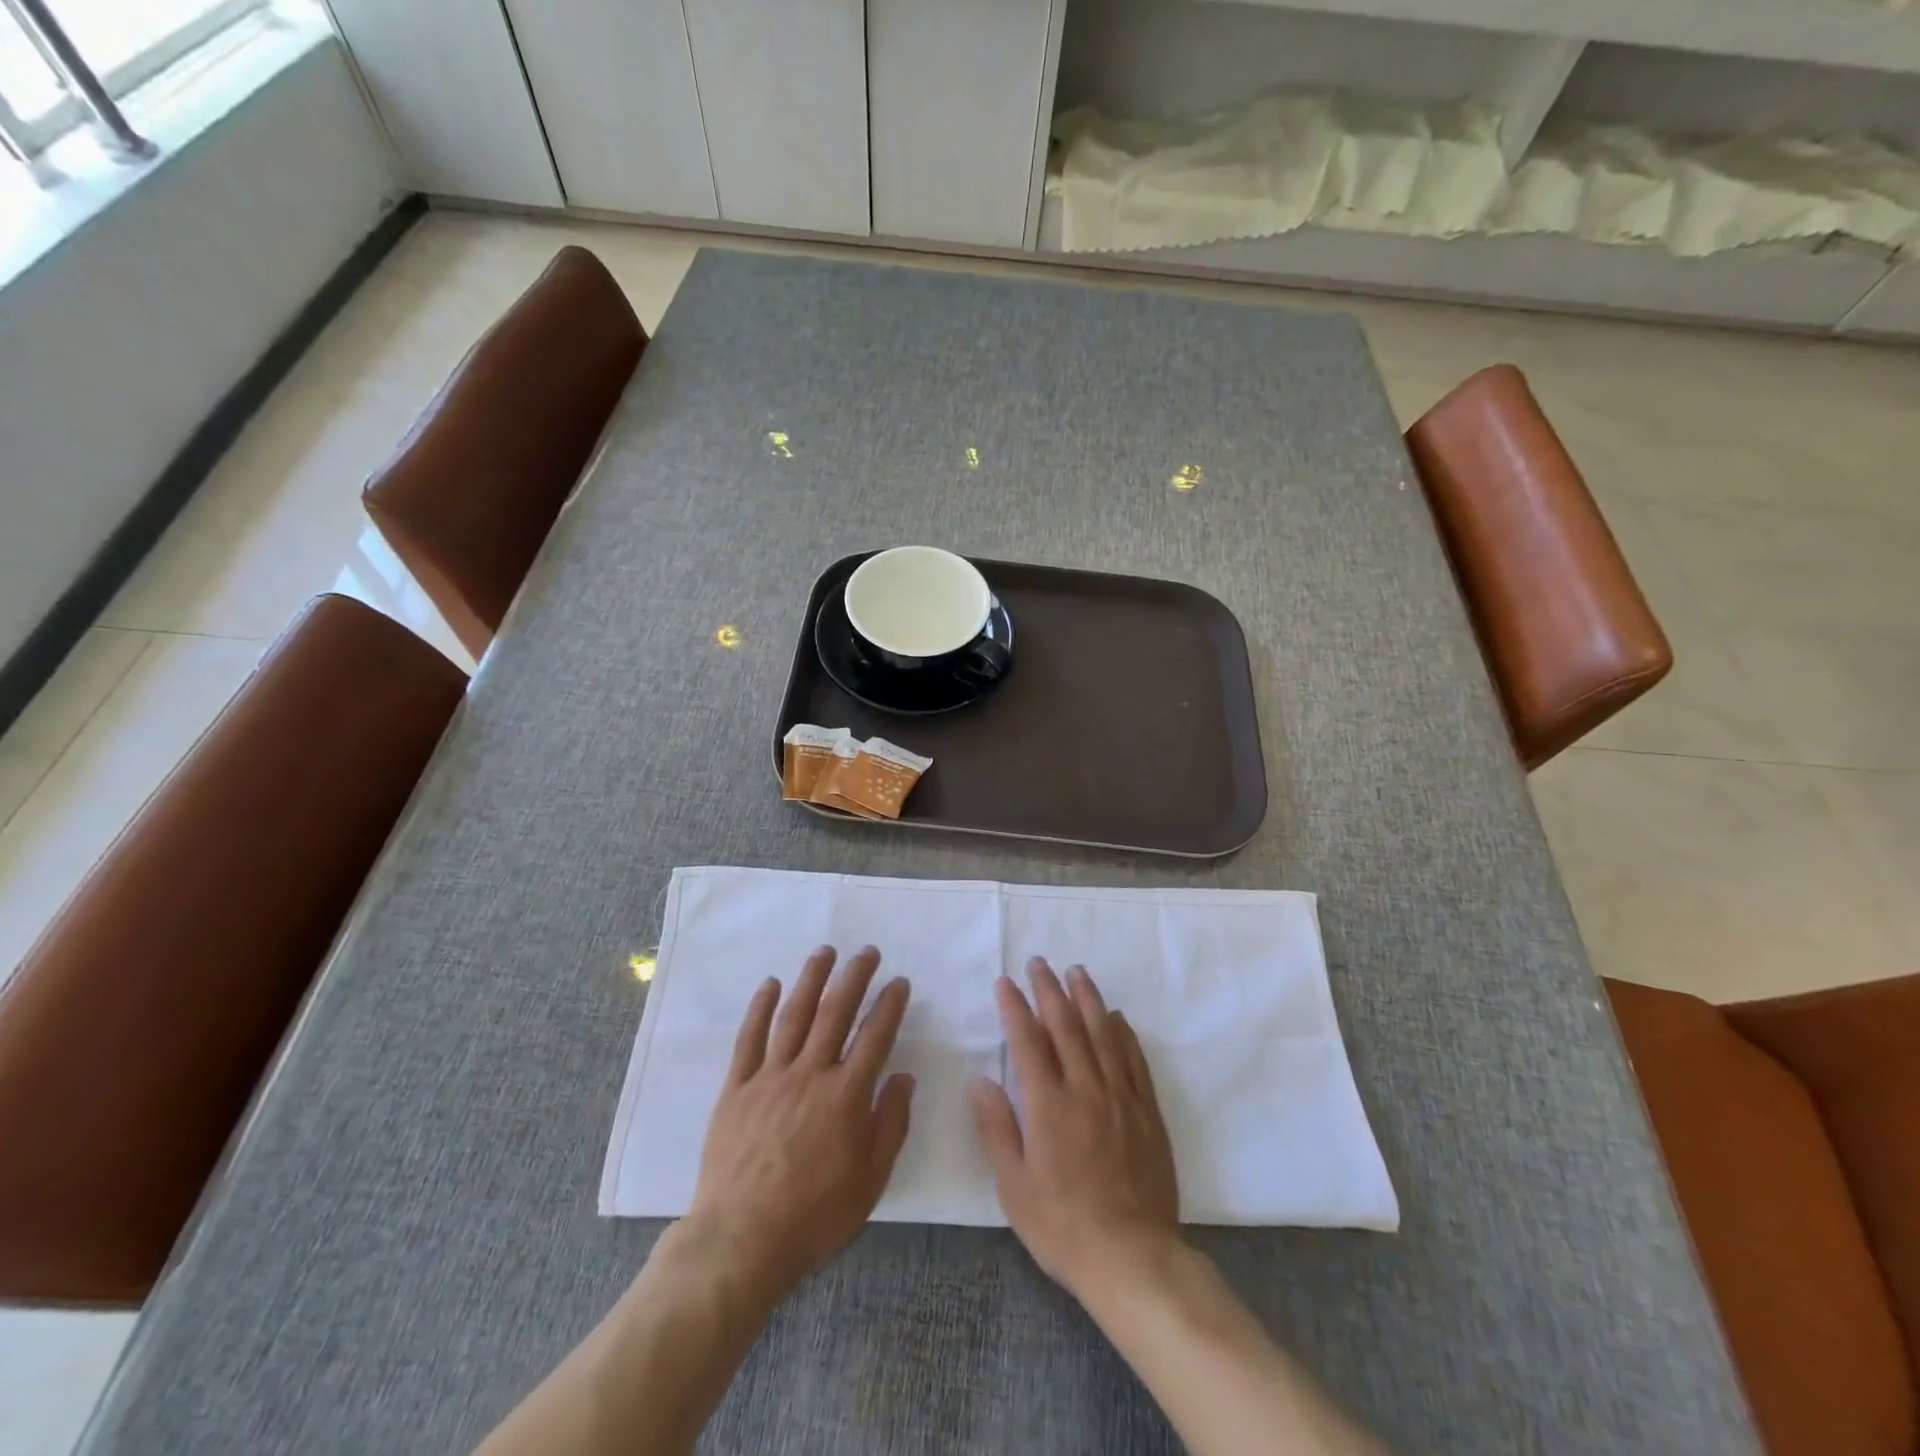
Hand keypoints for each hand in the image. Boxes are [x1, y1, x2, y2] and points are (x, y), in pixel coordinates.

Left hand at [686, 946, 913, 1303]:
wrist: (741, 1240)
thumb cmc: (815, 1215)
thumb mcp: (871, 1180)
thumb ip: (891, 1123)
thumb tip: (904, 1076)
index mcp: (846, 1095)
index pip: (875, 1036)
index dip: (890, 1005)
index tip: (899, 982)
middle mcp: (810, 1074)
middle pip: (836, 1013)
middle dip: (855, 977)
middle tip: (867, 952)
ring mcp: (770, 1077)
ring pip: (794, 1015)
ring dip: (812, 979)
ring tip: (825, 952)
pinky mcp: (737, 1088)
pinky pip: (749, 1039)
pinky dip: (760, 1008)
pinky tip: (770, 984)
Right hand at [968, 959, 1179, 1301]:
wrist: (1133, 1258)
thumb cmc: (1063, 1226)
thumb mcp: (1014, 1186)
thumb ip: (996, 1128)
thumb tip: (979, 1080)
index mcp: (1049, 1106)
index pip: (1028, 1042)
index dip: (1015, 1008)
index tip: (1006, 982)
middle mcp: (1086, 1090)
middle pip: (1066, 1027)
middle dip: (1050, 990)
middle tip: (1039, 963)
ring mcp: (1120, 1098)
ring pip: (1102, 1034)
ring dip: (1088, 999)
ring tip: (1077, 972)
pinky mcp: (1147, 1112)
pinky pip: (1134, 1061)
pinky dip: (1123, 1033)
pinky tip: (1117, 1017)